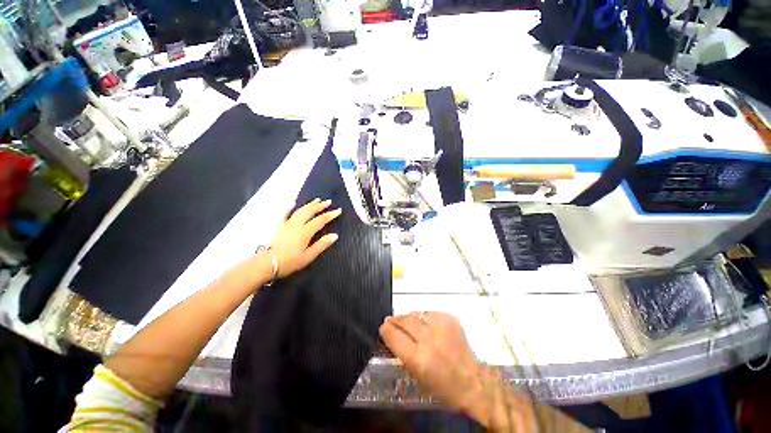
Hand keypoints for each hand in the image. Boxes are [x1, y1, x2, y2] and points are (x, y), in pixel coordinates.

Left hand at [270, 198, 340, 277]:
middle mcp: (297, 224)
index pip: (320, 220)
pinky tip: (293, 203)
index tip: (338, 210)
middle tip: (328, 201)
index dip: (330, 215)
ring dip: (309, 204)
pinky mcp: (279, 226)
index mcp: (305, 232)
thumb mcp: (308, 256)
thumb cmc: (289, 262)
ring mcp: (287, 224)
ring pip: (300, 210)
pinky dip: (290, 207)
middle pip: (310, 211)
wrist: (266, 263)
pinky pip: (285, 213)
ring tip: (317, 200)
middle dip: (320, 206)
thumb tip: (335, 235)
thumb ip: (321, 245)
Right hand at [379, 312, 482, 413]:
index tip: (383, 327)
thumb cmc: (442, 387)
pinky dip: (426, 318)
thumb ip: (403, 353)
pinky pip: (431, 313)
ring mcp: (441, 327)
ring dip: (411, 318)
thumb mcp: (417, 376)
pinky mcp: (450, 319)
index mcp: (418, 358)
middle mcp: (429, 339)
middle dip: (395, 319)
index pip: (394, 336)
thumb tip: (392, 334)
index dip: (386, 330)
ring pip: (417, 313)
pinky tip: (427, 325)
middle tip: (391, 320)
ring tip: (410, 323)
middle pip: (405, 320)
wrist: (473, 382)